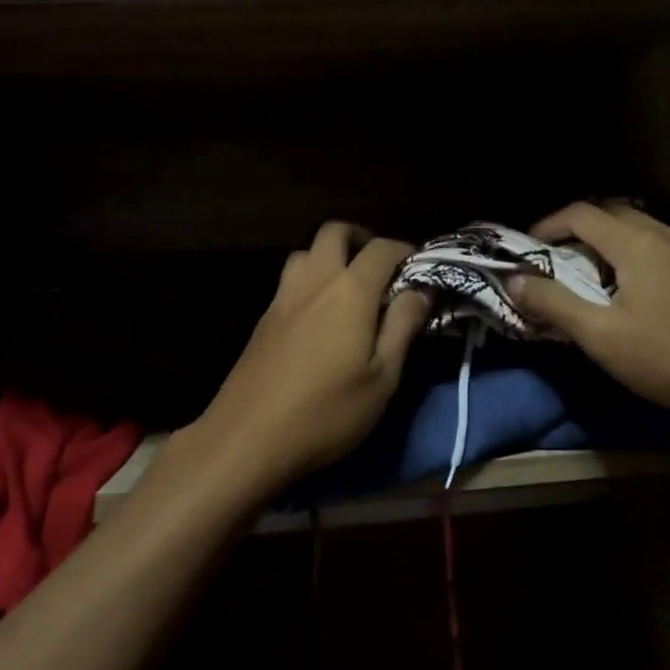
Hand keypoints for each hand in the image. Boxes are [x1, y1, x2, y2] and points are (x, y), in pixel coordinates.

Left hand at [183, 222, 428, 498]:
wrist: (247, 438)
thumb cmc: (327, 412)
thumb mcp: (382, 378)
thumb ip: (403, 326)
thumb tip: (422, 289)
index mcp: (349, 291)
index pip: (381, 249)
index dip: (405, 251)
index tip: (421, 269)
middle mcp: (313, 282)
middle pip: (334, 232)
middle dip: (362, 239)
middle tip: (381, 269)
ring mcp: (282, 298)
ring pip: (306, 252)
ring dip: (330, 256)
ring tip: (349, 289)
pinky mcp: (263, 319)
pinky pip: (290, 280)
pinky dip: (311, 280)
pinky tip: (319, 315)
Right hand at [509, 201, 669, 427]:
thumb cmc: (668, 356)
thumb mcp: (599, 335)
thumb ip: (553, 303)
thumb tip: (514, 280)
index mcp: (637, 243)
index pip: (581, 213)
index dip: (547, 225)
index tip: (525, 251)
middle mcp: (665, 236)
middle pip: (611, 214)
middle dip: (575, 230)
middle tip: (552, 261)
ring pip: (637, 230)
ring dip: (605, 243)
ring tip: (586, 276)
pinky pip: (657, 247)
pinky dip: (630, 256)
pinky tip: (628, 292)